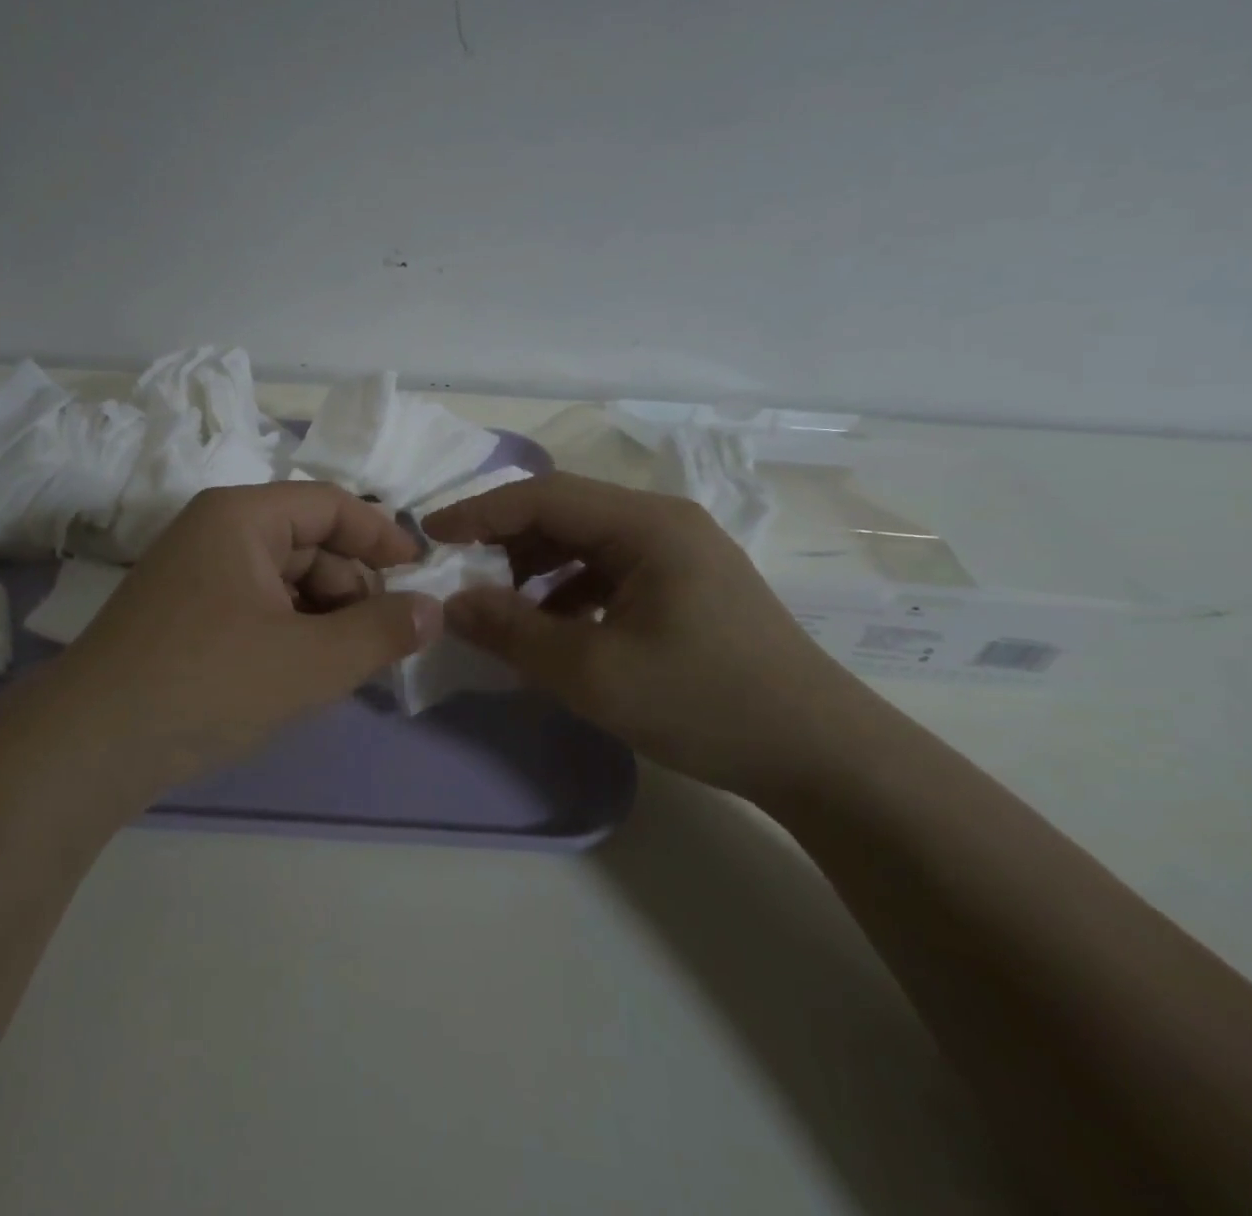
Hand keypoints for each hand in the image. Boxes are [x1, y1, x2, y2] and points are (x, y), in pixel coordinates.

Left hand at [38, 482, 441, 792]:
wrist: (88, 746)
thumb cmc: (208, 683)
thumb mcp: (310, 661)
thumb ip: (381, 631)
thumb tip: (434, 609)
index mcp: (241, 517)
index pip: (330, 504)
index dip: (381, 534)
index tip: (419, 573)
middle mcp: (213, 531)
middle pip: (306, 540)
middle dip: (352, 585)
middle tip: (383, 636)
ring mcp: (192, 573)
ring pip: (281, 577)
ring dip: (322, 612)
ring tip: (345, 662)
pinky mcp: (180, 613)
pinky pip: (252, 604)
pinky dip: (287, 629)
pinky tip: (300, 671)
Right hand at [422, 472, 867, 799]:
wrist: (822, 756)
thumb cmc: (705, 703)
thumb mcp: (593, 673)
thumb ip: (513, 632)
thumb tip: (451, 604)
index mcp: (646, 524)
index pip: (543, 496)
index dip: (479, 512)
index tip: (429, 537)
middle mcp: (664, 522)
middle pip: (564, 512)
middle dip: (506, 541)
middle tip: (462, 577)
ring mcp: (680, 552)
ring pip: (586, 541)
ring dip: (537, 567)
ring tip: (504, 608)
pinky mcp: (687, 584)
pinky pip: (610, 569)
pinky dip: (571, 590)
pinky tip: (557, 628)